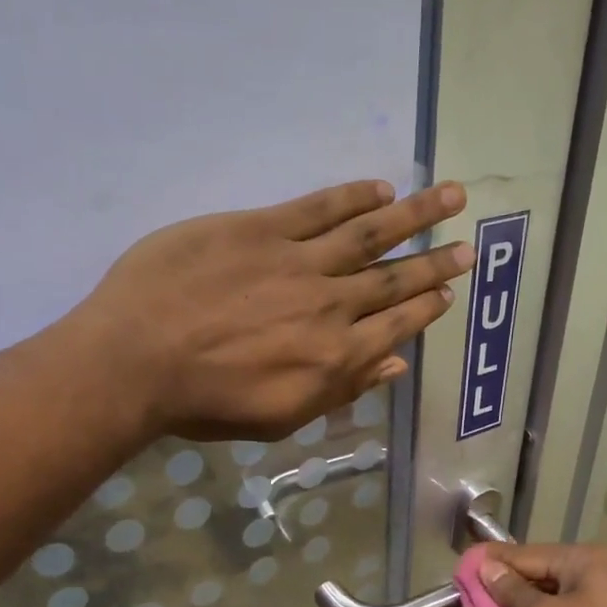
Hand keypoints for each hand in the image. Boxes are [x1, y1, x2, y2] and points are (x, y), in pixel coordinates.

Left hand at [76, 179, 471, 440]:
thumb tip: (395, 365)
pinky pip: (318, 207)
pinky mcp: (261, 229)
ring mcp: (297, 261)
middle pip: (393, 278)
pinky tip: (380, 189)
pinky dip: (353, 197)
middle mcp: (330, 305)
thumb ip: (343, 389)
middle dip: (435, 261)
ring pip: (368, 234)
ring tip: (449, 195)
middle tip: (469, 245)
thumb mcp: (283, 417)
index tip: (447, 292)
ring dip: (413, 214)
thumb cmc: (207, 403)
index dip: (425, 309)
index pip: (395, 325)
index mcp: (335, 357)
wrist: (137, 360)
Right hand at [477, 543, 606, 606]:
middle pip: (538, 577)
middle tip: (469, 605)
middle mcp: (596, 571)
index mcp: (584, 559)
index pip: (525, 554)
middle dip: (504, 593)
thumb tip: (486, 566)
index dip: (491, 564)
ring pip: (551, 602)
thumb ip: (513, 593)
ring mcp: (606, 600)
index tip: (459, 572)